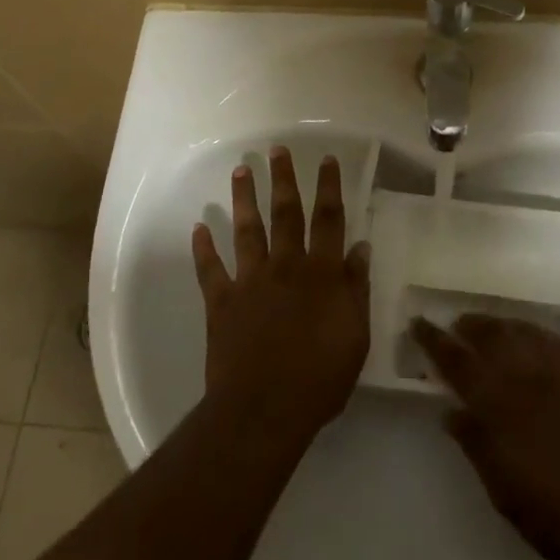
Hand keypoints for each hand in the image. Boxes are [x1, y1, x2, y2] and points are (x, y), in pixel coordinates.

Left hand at [192, 147, 370, 446]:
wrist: (264, 410)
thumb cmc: (319, 378)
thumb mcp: (355, 336)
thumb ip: (356, 288)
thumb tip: (360, 247)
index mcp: (320, 274)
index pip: (328, 220)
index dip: (329, 187)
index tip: (326, 159)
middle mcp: (285, 266)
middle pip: (285, 213)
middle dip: (283, 179)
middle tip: (277, 149)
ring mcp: (250, 281)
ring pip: (247, 230)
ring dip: (244, 199)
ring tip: (241, 171)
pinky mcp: (221, 302)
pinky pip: (210, 269)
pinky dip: (203, 248)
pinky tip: (199, 226)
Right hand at [413, 314, 559, 559]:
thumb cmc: (558, 517)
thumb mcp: (504, 491)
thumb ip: (475, 444)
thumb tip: (450, 411)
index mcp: (497, 405)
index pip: (455, 361)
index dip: (433, 340)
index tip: (417, 323)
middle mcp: (524, 376)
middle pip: (488, 336)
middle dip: (466, 326)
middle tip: (453, 323)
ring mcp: (558, 371)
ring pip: (519, 331)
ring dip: (497, 324)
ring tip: (485, 324)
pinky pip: (551, 339)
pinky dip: (532, 330)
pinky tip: (528, 333)